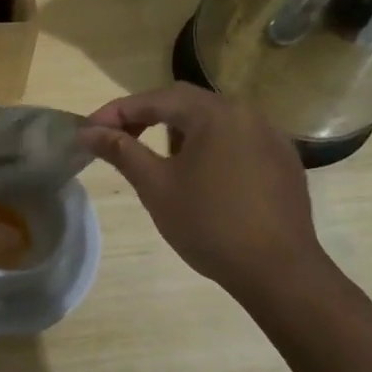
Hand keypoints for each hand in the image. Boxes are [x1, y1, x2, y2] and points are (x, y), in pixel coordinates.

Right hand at [80, 84, 330, 304]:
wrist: (279, 272)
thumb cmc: (210, 224)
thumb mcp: (156, 186)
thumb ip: (121, 151)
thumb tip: (87, 132)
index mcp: (215, 113)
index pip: (155, 99)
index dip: (117, 112)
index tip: (88, 130)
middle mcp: (246, 113)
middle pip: (185, 103)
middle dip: (146, 117)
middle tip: (116, 139)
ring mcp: (270, 136)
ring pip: (212, 121)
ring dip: (178, 131)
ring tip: (158, 159)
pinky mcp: (283, 161)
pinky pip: (236, 140)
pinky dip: (209, 147)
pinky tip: (201, 178)